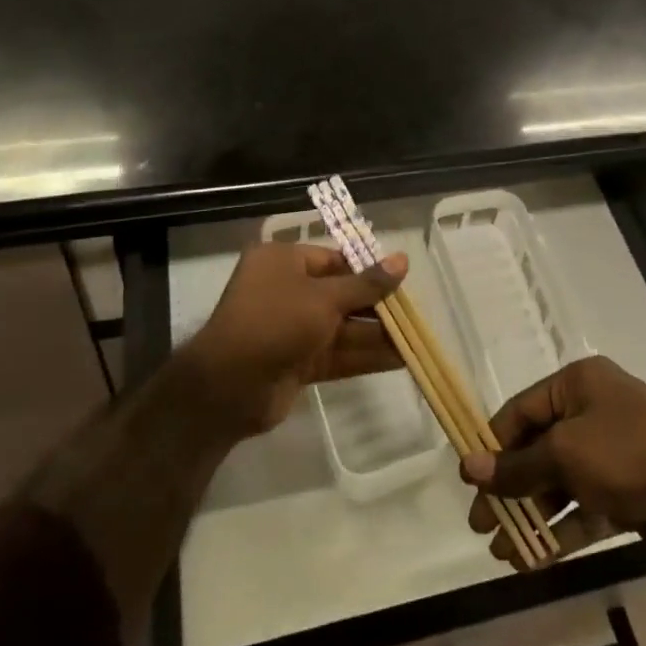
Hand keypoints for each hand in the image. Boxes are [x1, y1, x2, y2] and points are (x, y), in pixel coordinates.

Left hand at [180, 241, 407, 439]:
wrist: (228, 386)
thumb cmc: (276, 322)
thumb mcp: (325, 298)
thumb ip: (366, 284)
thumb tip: (402, 260)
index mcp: (282, 261)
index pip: (333, 259)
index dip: (367, 269)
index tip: (400, 280)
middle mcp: (285, 290)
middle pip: (340, 294)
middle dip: (376, 306)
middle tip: (414, 313)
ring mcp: (291, 328)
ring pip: (342, 327)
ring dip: (376, 334)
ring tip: (416, 339)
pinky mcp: (297, 362)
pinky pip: (337, 353)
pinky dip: (365, 356)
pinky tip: (400, 359)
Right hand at [461, 355, 645, 578]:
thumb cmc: (630, 456)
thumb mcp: (565, 454)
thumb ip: (516, 465)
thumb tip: (467, 466)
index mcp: (579, 384)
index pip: (522, 409)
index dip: (493, 445)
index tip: (468, 480)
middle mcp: (595, 412)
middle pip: (538, 449)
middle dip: (509, 488)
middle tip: (480, 525)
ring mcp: (613, 456)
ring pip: (559, 484)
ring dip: (530, 516)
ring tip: (501, 553)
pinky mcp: (628, 496)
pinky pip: (583, 510)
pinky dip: (559, 532)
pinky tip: (531, 561)